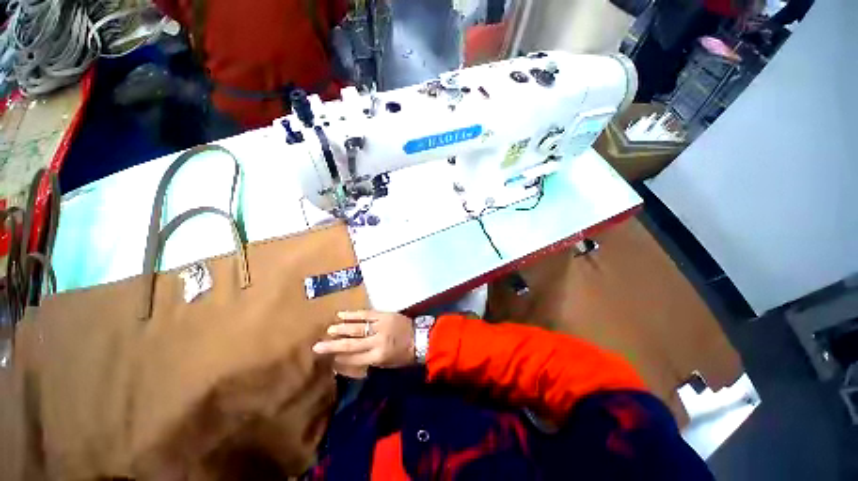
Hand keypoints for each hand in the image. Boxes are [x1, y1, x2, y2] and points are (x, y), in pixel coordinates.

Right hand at [313, 311, 415, 376]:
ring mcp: (380, 326)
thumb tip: (349, 359)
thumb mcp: (387, 364)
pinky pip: (366, 314)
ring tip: (329, 329)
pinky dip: (353, 314)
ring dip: (341, 328)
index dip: (339, 359)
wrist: (421, 337)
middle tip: (317, 346)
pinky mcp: (383, 315)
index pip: (353, 359)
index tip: (328, 359)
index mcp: (378, 357)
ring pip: (356, 327)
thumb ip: (368, 360)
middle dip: (333, 345)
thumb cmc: (404, 354)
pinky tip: (341, 314)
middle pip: (351, 344)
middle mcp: (376, 342)